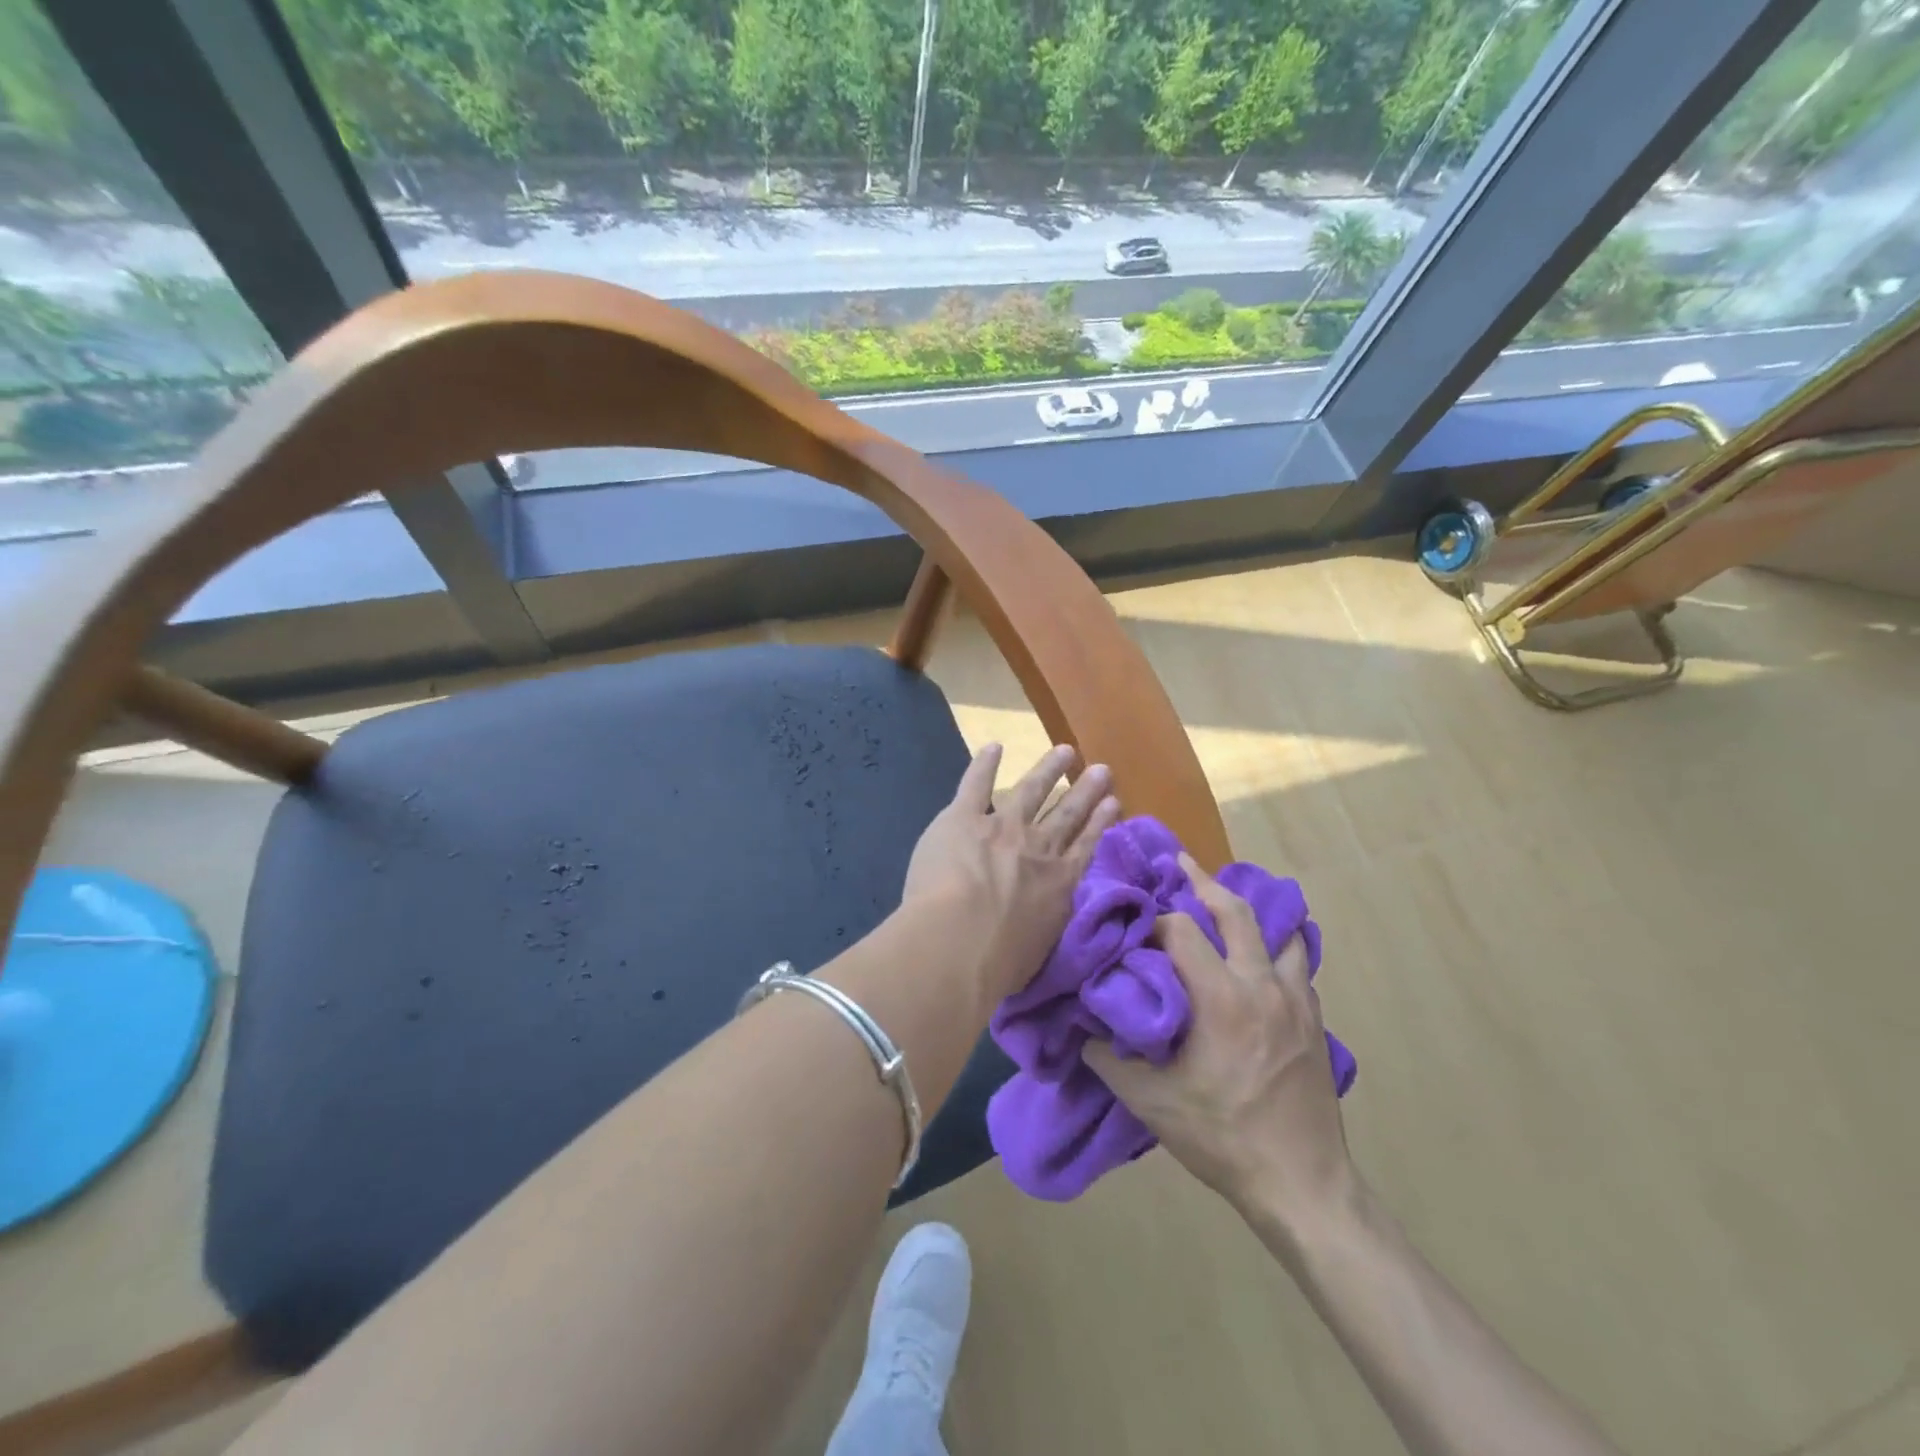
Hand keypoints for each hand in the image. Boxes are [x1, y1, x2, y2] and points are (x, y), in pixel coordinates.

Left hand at [902, 742, 1119, 1001]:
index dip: (1100, 822)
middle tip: (1101, 769)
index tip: (1114, 802)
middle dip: (1085, 791)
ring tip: (1065, 751)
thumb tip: (1043, 918)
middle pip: (1067, 813)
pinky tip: (994, 746)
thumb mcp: (1039, 949)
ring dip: (1049, 769)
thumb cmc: (999, 962)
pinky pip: (976, 784)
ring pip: (1031, 790)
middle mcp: (1037, 848)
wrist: (960, 941)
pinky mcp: (963, 818)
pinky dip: (984, 764)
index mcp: (1058, 883)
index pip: (1085, 846)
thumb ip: (1044, 924)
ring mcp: (1002, 827)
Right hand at [1084, 854, 1357, 1235]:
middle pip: (1236, 911)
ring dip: (1251, 911)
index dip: (1155, 919)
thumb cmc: (1222, 1138)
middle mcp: (1261, 986)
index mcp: (1219, 999)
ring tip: (1228, 903)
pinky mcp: (1314, 1020)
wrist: (1302, 1184)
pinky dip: (1279, 946)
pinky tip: (1263, 957)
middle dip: (1205, 882)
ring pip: (1280, 931)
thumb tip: (1081, 1028)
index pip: (1182, 930)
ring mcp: (1295, 1001)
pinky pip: (1298, 964)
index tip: (1136, 923)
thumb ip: (1109, 1058)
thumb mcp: (1150, 1103)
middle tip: (1182, 863)